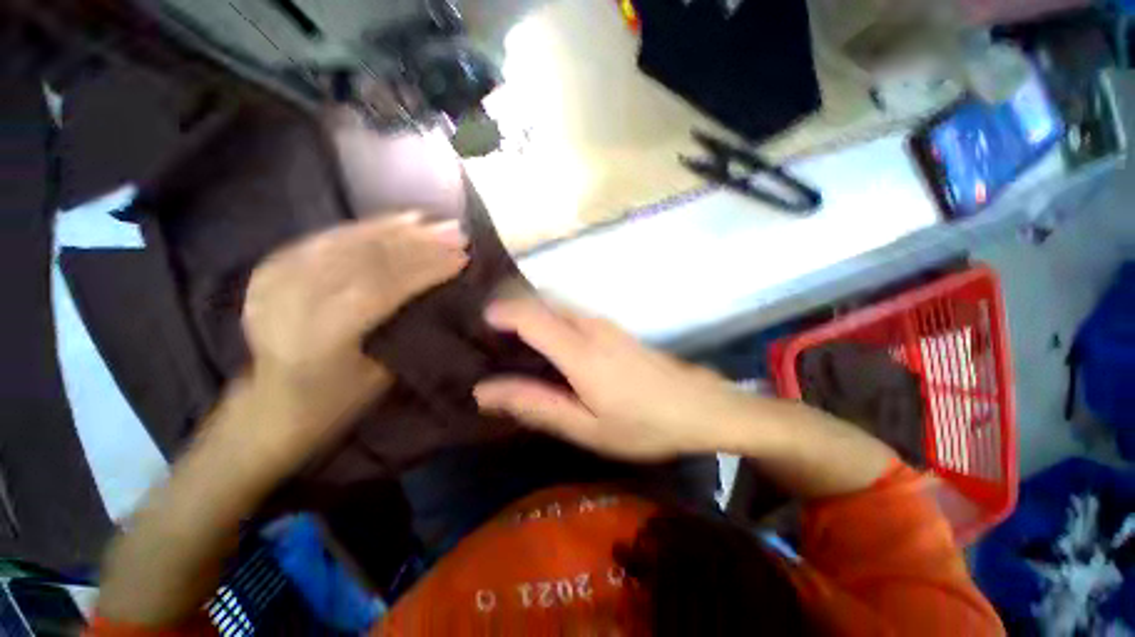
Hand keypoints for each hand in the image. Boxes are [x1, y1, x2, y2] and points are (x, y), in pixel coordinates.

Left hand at [238, 213, 467, 462]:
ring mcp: (275, 280)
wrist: (271, 404)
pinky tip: (396, 220)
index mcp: (318, 339)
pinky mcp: (272, 267)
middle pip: (364, 260)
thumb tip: (443, 291)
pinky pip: (328, 237)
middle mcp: (290, 302)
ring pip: (346, 242)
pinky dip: (365, 227)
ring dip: (396, 230)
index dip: (425, 269)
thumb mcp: (381, 375)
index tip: (462, 256)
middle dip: (417, 244)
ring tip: (433, 222)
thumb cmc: (336, 401)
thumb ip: (405, 328)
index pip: (380, 288)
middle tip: (456, 232)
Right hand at [473, 298, 750, 460]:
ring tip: (511, 339)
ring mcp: (605, 322)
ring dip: (529, 311)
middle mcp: (590, 325)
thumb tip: (484, 391)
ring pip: (556, 303)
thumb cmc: (643, 424)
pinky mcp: (613, 327)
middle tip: (489, 336)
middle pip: (540, 300)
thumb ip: (536, 405)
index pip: (529, 315)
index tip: (477, 328)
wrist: (700, 406)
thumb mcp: (586, 427)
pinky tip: (547, 343)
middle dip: (510, 308)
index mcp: (580, 350)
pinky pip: (570, 311)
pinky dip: (548, 316)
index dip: (499, 314)